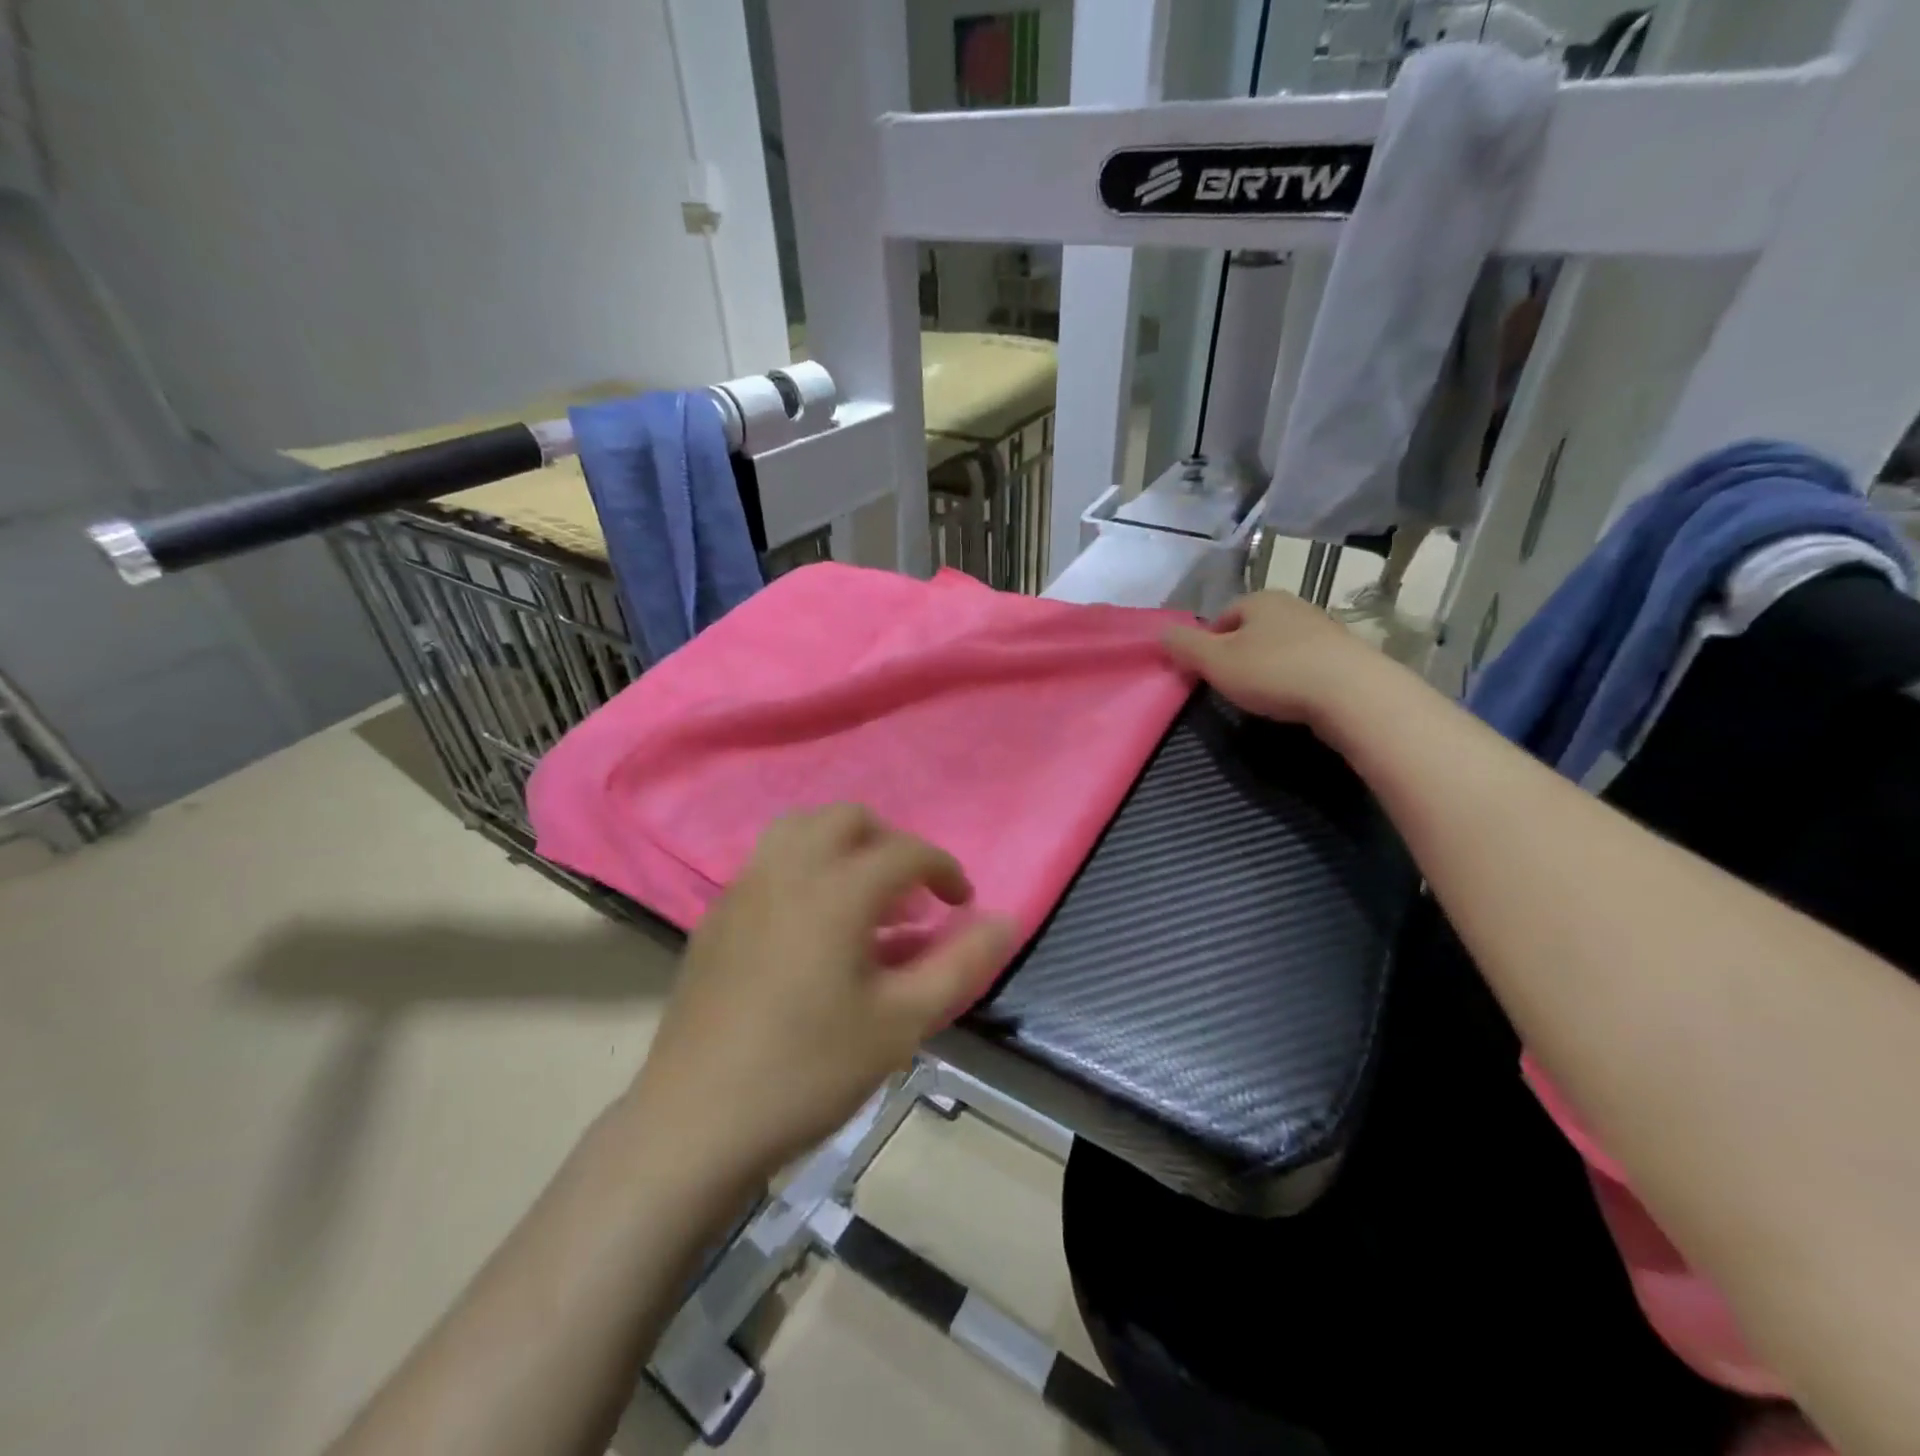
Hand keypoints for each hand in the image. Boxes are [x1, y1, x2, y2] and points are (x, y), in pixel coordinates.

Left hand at [626, 806, 1013, 1183]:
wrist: (696, 1121)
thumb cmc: (809, 1070)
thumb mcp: (902, 1022)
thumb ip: (959, 964)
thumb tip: (1004, 921)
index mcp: (836, 890)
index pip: (905, 852)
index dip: (943, 869)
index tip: (961, 903)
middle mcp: (787, 871)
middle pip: (847, 819)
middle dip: (889, 844)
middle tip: (910, 896)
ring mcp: (743, 889)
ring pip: (799, 830)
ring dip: (842, 847)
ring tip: (862, 900)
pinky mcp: (716, 916)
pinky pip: (768, 864)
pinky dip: (804, 870)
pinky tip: (810, 929)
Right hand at [1164, 590, 1400, 729]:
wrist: (1352, 694)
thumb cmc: (1274, 671)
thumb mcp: (1215, 661)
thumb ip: (1184, 646)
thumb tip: (1161, 632)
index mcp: (1260, 599)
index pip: (1222, 616)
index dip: (1208, 644)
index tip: (1206, 673)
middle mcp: (1293, 604)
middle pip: (1252, 630)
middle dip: (1239, 654)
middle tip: (1232, 686)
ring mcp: (1323, 628)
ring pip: (1280, 645)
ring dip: (1268, 667)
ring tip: (1263, 696)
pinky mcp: (1345, 654)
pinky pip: (1306, 662)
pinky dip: (1295, 677)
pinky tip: (1294, 699)